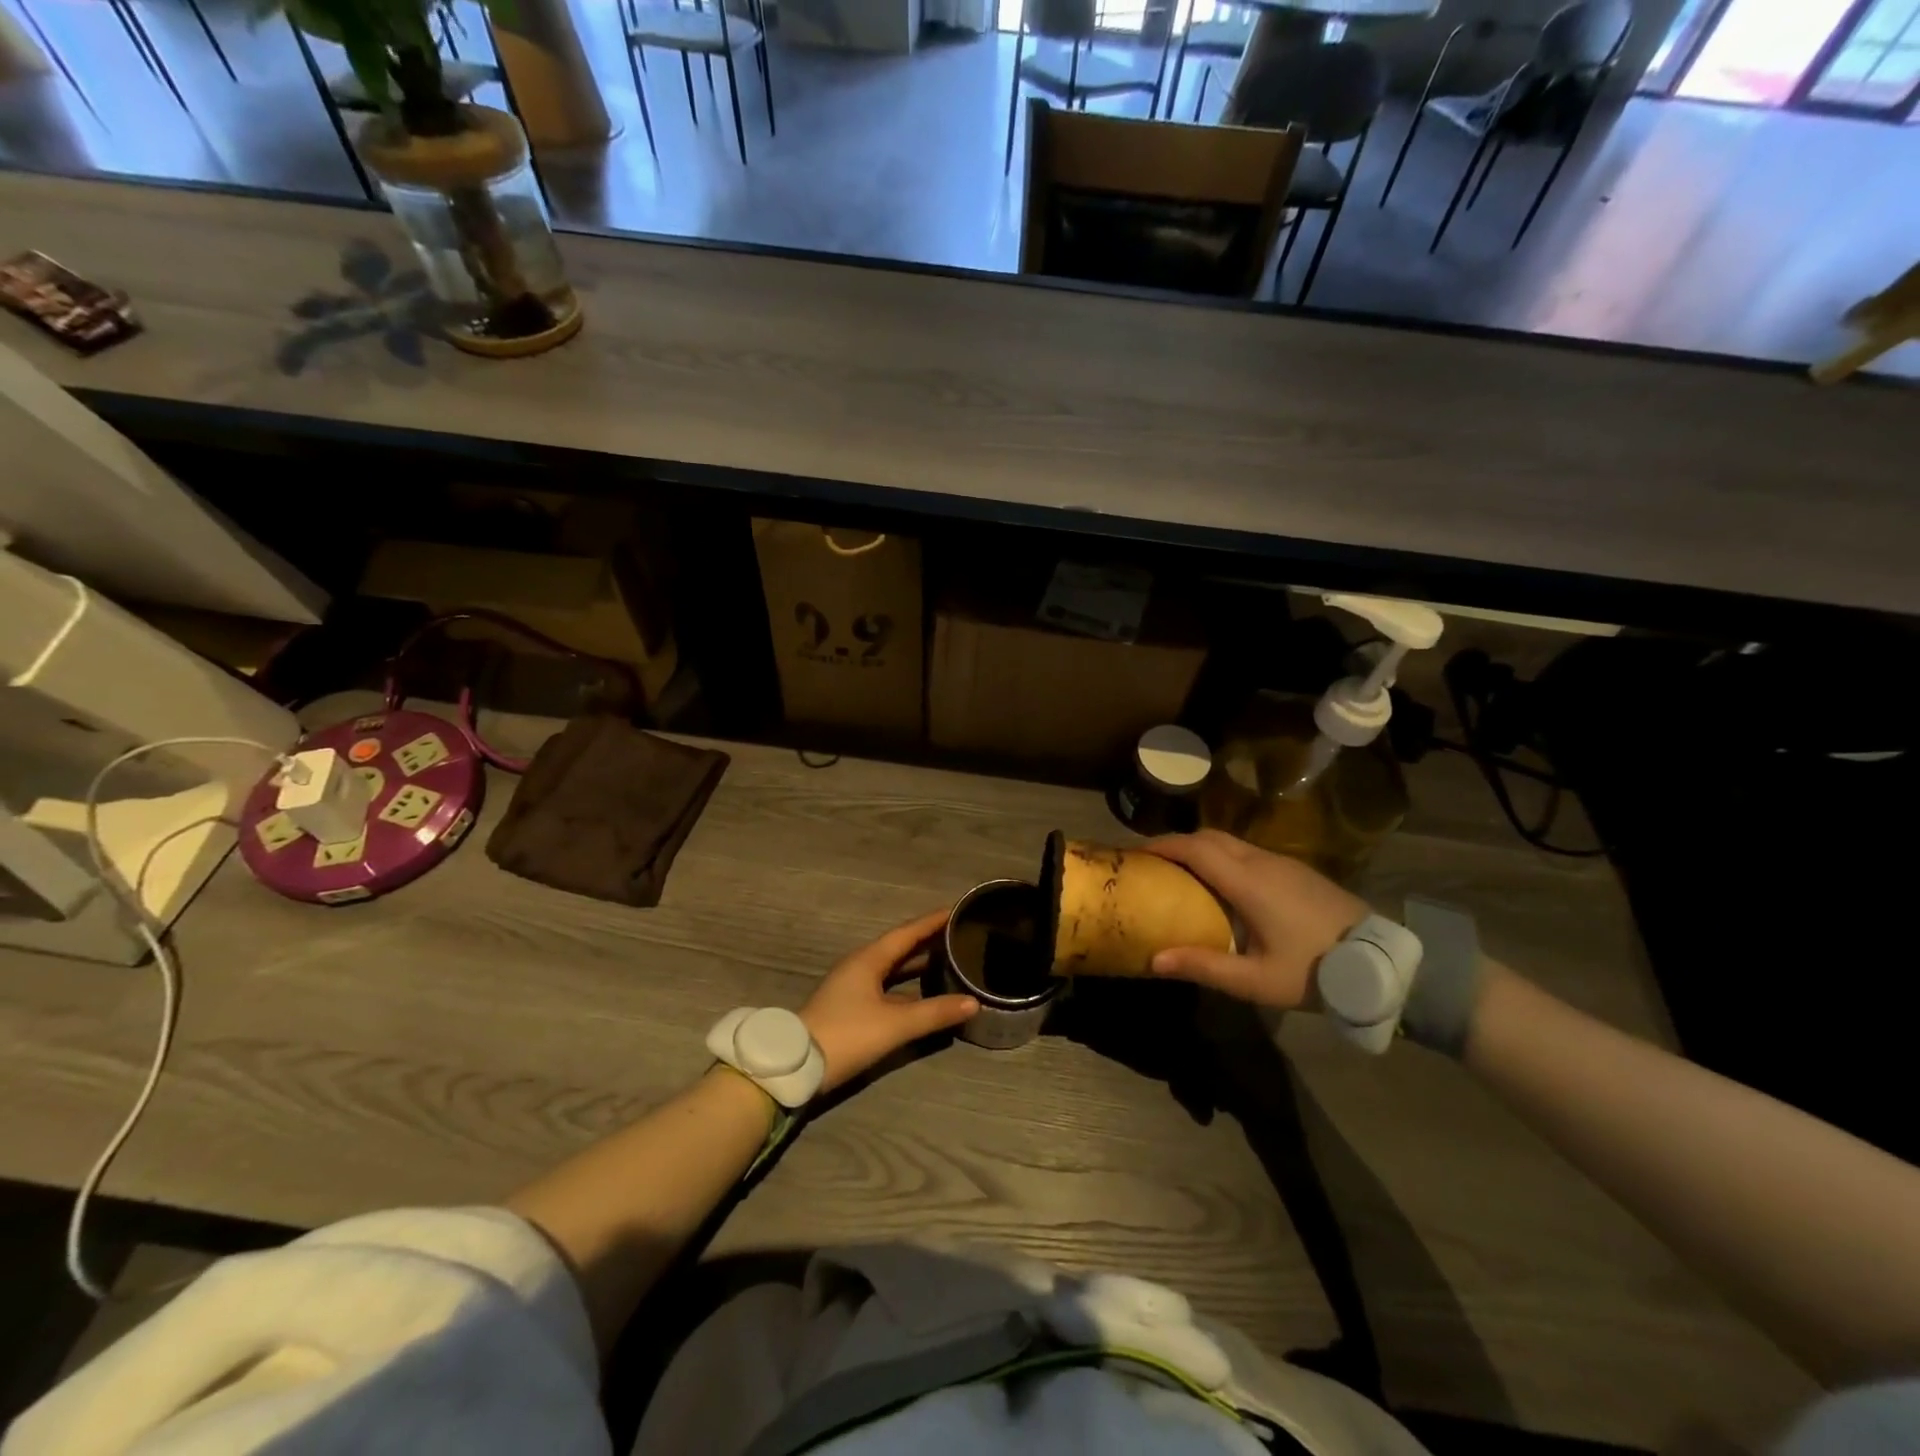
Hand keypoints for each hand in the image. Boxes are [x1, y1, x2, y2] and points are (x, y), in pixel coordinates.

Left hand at [799, 910, 978, 1094]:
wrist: (796, 1066)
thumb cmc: (846, 1035)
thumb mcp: (894, 1025)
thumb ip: (934, 1013)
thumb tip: (973, 1002)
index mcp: (868, 959)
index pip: (907, 932)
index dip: (932, 921)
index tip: (956, 910)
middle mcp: (860, 966)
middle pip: (899, 948)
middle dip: (928, 941)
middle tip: (958, 935)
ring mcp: (853, 987)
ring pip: (892, 969)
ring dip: (917, 965)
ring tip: (947, 961)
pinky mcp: (850, 1008)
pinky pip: (886, 988)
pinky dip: (907, 987)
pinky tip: (923, 996)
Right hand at [1144, 831, 1368, 1009]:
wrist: (1383, 963)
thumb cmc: (1315, 971)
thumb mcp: (1256, 980)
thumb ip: (1204, 967)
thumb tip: (1155, 959)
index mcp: (1249, 881)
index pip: (1195, 848)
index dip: (1161, 845)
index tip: (1135, 853)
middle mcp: (1262, 861)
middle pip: (1210, 836)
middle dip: (1176, 843)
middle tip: (1152, 863)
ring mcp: (1283, 863)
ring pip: (1231, 841)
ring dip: (1200, 849)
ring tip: (1180, 872)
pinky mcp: (1298, 871)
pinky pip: (1248, 852)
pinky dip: (1222, 857)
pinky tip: (1221, 884)